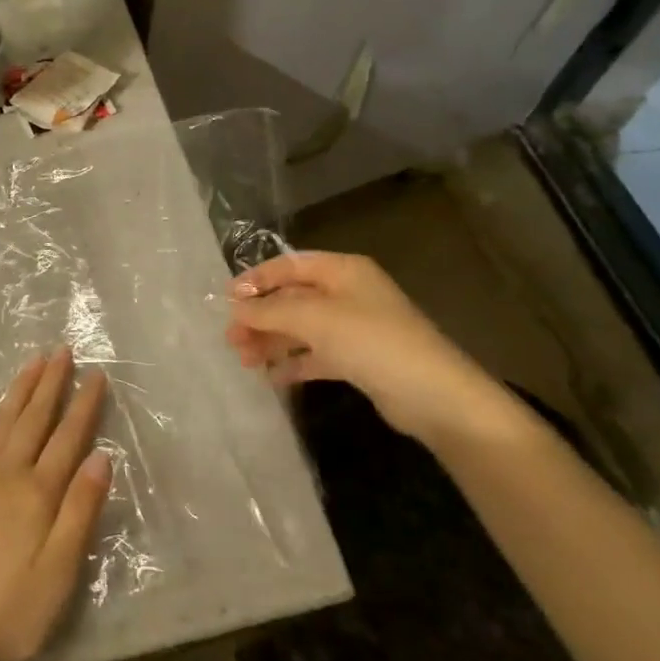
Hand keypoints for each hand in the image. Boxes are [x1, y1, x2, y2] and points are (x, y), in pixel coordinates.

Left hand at [0, 347, 110, 660]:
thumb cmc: (16, 610)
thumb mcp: (62, 570)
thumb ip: (81, 509)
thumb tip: (101, 456)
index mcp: (39, 493)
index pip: (68, 437)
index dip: (84, 405)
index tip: (95, 374)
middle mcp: (7, 474)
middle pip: (34, 419)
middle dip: (51, 382)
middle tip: (62, 350)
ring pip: (2, 421)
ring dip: (19, 389)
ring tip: (33, 361)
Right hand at [226, 251, 516, 444]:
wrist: (433, 395)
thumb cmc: (371, 341)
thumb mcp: (314, 318)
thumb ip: (270, 310)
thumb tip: (236, 306)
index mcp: (342, 270)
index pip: (289, 265)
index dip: (256, 279)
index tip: (226, 300)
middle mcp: (347, 293)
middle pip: (292, 298)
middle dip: (260, 316)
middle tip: (231, 338)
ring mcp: (354, 327)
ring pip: (301, 328)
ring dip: (272, 341)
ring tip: (244, 360)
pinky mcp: (358, 360)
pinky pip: (316, 355)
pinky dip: (293, 362)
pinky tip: (273, 377)